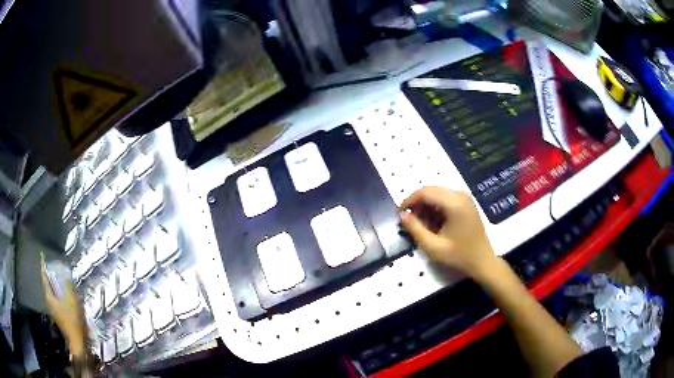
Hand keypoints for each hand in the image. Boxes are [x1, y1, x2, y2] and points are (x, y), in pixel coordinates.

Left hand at [40, 254, 87, 356]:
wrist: (77, 341)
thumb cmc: (72, 319)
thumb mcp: (72, 301)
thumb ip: (68, 286)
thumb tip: (65, 275)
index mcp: (49, 296)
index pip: (44, 277)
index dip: (43, 266)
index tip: (42, 256)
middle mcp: (49, 301)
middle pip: (48, 285)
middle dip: (51, 277)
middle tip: (55, 268)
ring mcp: (54, 310)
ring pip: (53, 293)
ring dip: (57, 286)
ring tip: (62, 281)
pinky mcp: (59, 316)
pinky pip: (58, 300)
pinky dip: (60, 295)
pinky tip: (67, 296)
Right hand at [399, 187, 497, 278]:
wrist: (482, 261)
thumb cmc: (459, 256)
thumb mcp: (433, 247)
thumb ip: (415, 229)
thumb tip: (401, 215)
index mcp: (454, 203)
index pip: (425, 192)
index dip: (409, 201)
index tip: (399, 214)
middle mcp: (460, 195)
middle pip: (431, 191)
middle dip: (417, 204)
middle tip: (408, 221)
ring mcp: (464, 198)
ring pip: (437, 195)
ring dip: (426, 207)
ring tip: (419, 224)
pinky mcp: (466, 204)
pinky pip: (445, 199)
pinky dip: (435, 208)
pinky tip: (432, 223)